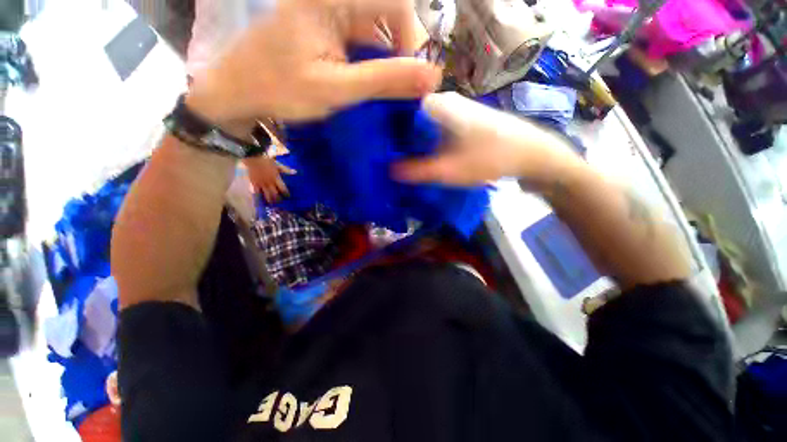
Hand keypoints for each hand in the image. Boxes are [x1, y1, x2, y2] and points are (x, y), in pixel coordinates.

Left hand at [185, 0, 440, 131]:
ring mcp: (328, 8)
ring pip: (377, 27)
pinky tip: (371, 82)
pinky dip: (373, 60)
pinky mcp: (325, 24)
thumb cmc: (281, 90)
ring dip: (388, 59)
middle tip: (402, 87)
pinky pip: (362, 36)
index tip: (410, 77)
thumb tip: (432, 77)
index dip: (412, 38)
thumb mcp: (336, 89)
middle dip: (401, 52)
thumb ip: (384, 80)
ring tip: (388, 89)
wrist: (239, 91)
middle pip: (388, 12)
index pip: (395, 2)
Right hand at [244, 156, 295, 202]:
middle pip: (275, 194)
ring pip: (266, 195)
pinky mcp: (254, 183)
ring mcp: (261, 184)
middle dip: (278, 199)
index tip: (288, 197)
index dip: (286, 194)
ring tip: (272, 204)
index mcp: (276, 178)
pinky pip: (256, 192)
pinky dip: (258, 197)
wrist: (253, 157)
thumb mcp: (278, 165)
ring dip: (270, 200)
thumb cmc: (267, 160)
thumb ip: (286, 170)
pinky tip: (259, 202)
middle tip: (280, 202)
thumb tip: (295, 172)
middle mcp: (269, 183)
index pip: (283, 189)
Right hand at [393, 92, 579, 186]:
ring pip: (423, 125)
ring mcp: (455, 110)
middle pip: (410, 118)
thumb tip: (389, 170)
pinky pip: (436, 130)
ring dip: (414, 143)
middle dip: (399, 140)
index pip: (398, 110)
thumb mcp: (448, 170)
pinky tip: (425, 157)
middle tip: (389, 159)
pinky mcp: (463, 121)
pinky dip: (427, 143)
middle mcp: (444, 102)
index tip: (380, 149)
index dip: (387, 130)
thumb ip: (416, 171)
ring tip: (402, 161)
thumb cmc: (488, 158)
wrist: (530, 154)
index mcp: (437, 105)